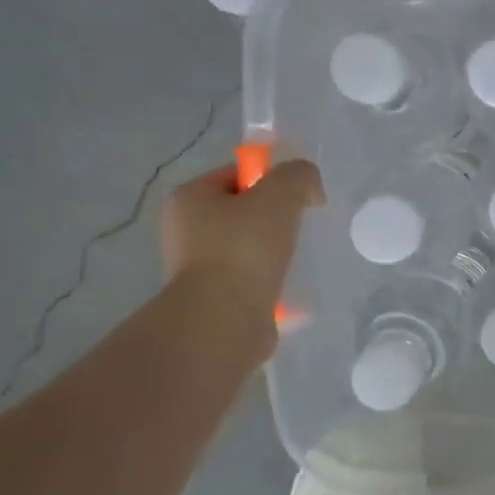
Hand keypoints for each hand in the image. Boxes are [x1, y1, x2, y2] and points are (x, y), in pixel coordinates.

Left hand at [160, 159, 323, 318]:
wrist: (224, 319)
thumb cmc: (245, 248)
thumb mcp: (280, 195)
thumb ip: (299, 176)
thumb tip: (310, 190)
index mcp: (189, 199)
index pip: (236, 175)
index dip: (271, 181)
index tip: (298, 200)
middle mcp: (184, 231)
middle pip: (242, 212)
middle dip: (274, 219)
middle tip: (299, 230)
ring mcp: (195, 268)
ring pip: (246, 248)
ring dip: (272, 253)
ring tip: (293, 262)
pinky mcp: (212, 299)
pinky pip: (248, 280)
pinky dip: (269, 282)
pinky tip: (286, 288)